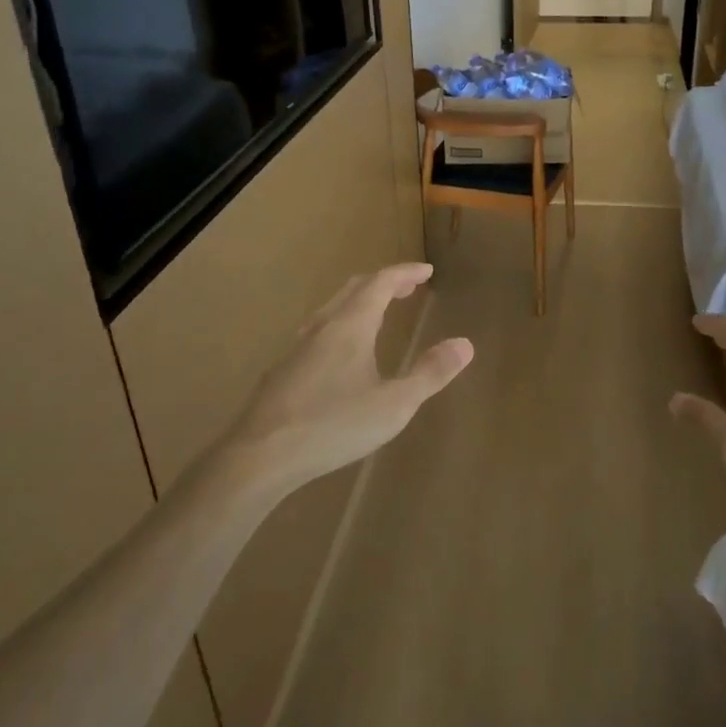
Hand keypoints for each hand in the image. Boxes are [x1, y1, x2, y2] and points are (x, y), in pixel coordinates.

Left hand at [225, 264, 472, 491]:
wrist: (260, 454)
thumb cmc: (333, 425)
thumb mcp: (394, 405)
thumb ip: (429, 374)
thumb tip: (465, 344)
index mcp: (350, 325)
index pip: (380, 283)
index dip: (405, 273)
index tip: (426, 271)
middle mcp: (322, 327)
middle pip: (354, 290)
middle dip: (383, 283)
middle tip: (407, 287)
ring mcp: (298, 348)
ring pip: (332, 310)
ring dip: (359, 303)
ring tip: (377, 314)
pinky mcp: (283, 371)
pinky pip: (319, 332)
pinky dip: (342, 325)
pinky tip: (340, 355)